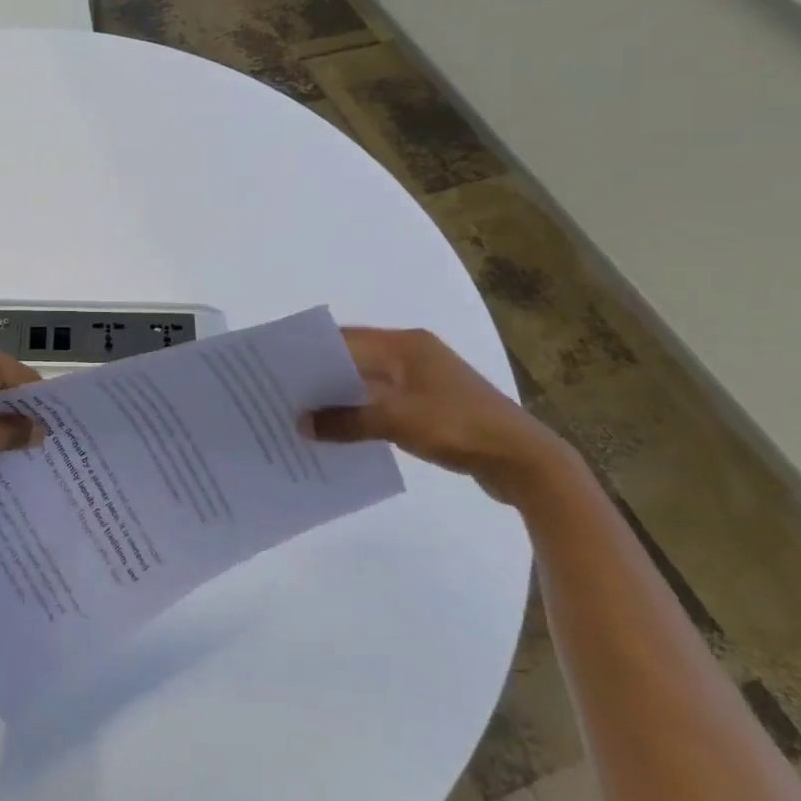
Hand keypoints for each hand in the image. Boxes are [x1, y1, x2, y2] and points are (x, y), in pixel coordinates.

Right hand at [305, 328, 581, 505]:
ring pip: (368, 384)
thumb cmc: (460, 427)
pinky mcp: (430, 407)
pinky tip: (339, 432)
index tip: (277, 368)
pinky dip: (361, 414)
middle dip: (321, 377)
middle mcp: (412, 354)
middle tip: (282, 395)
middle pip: (354, 359)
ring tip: (303, 416)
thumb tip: (301, 423)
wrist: (524, 461)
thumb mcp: (398, 421)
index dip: (310, 352)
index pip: (345, 339)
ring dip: (340, 398)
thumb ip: (347, 420)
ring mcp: (423, 381)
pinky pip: (383, 404)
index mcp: (405, 345)